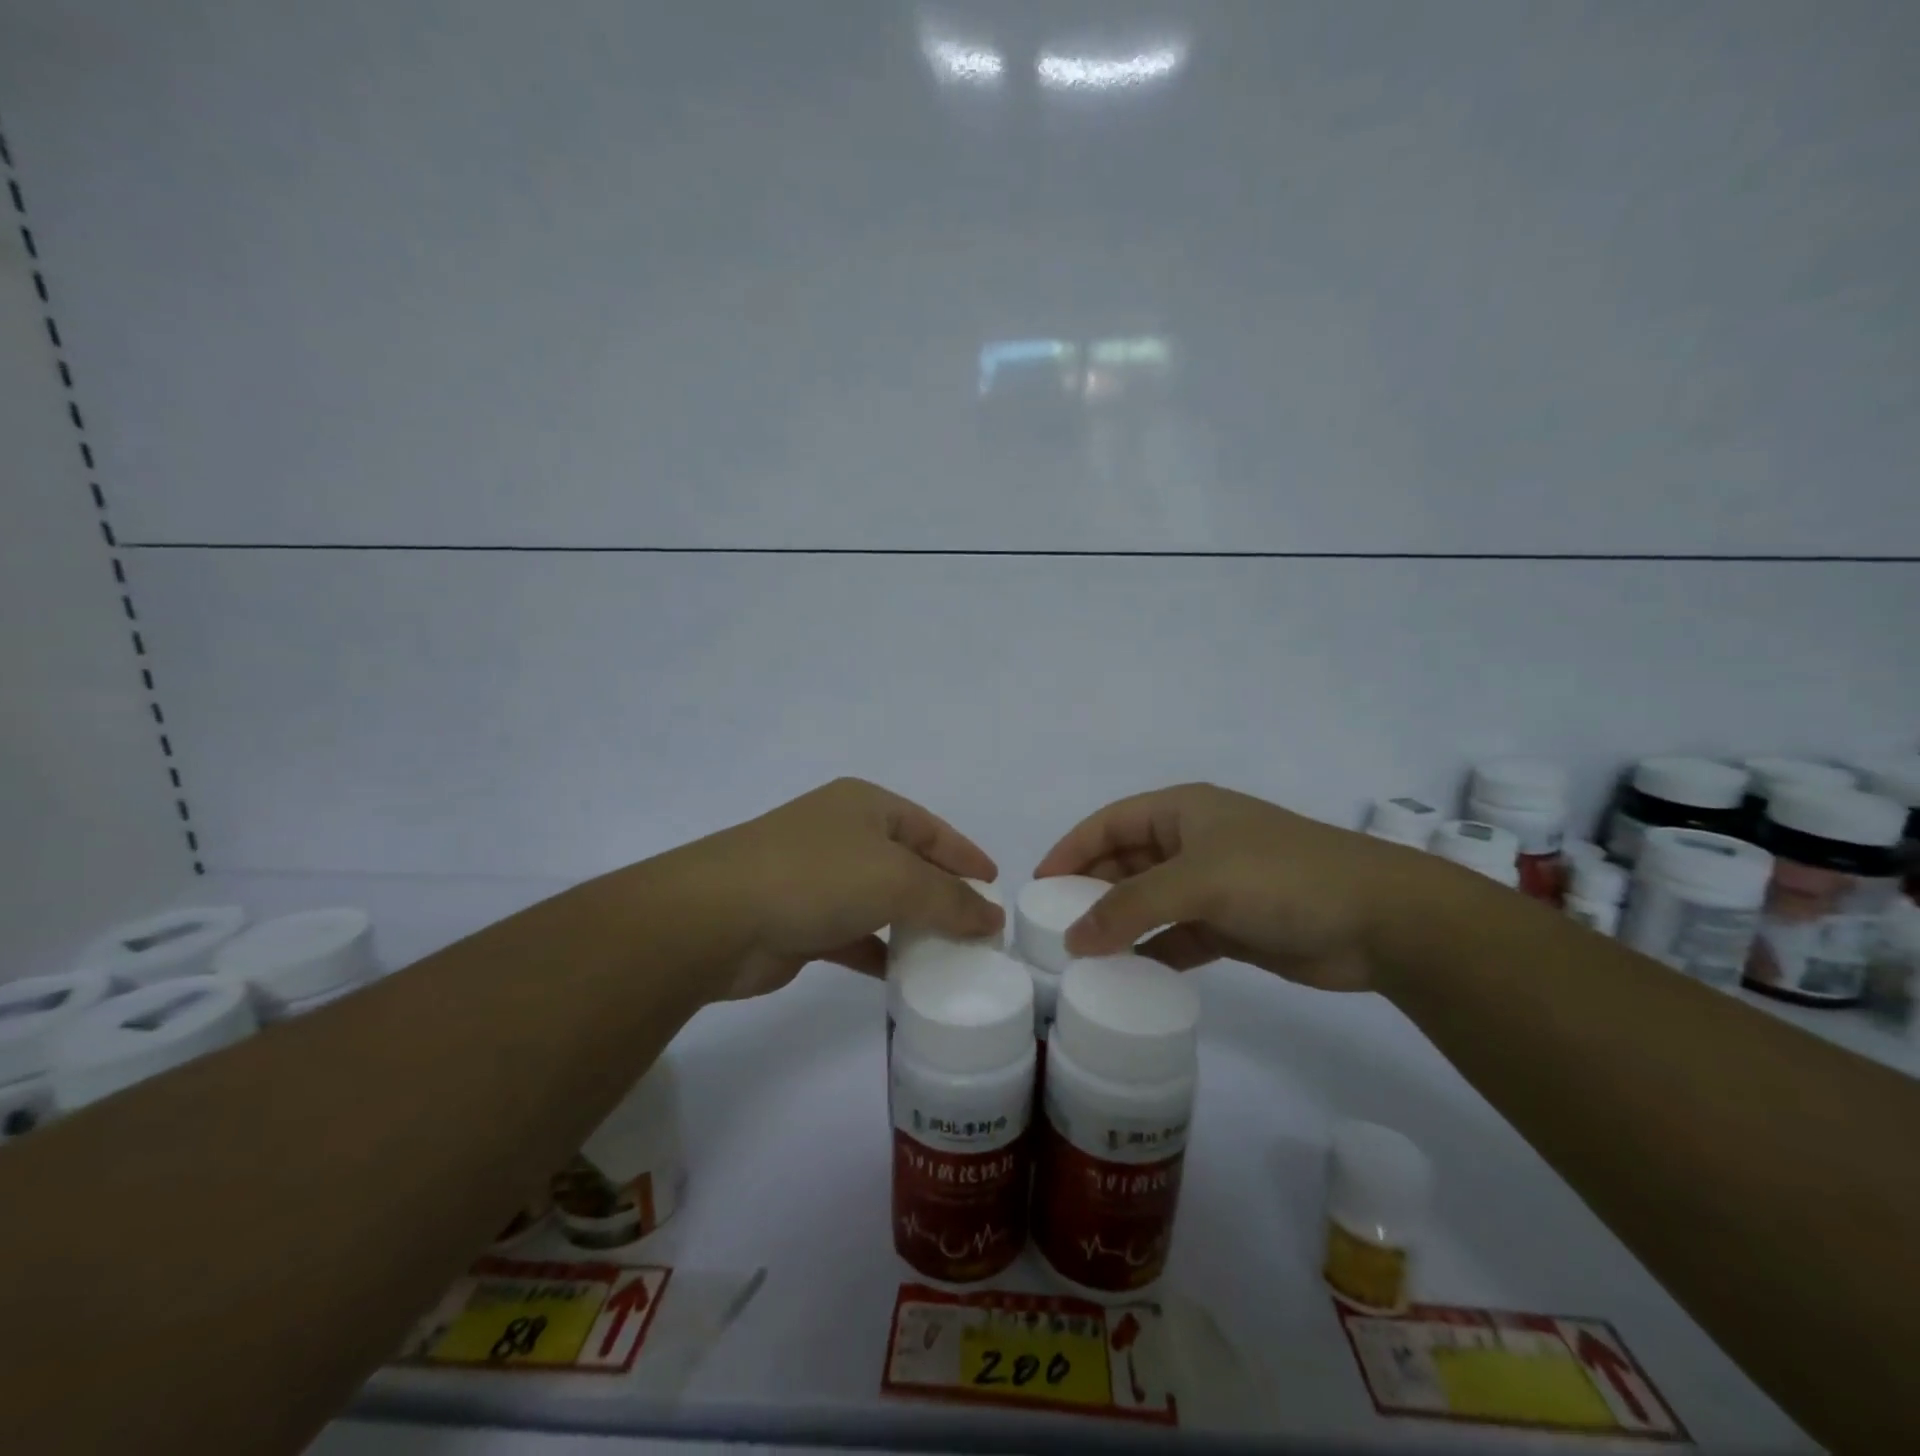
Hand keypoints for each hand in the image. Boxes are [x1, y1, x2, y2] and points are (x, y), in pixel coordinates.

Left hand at [675, 777, 1003, 1000]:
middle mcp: (842, 834)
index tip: (996, 884)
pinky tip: (902, 976)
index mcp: (865, 806)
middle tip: (979, 926)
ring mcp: (817, 877)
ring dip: (912, 926)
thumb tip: (992, 917)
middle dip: (942, 894)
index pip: (931, 828)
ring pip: (880, 901)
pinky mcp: (800, 921)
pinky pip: (854, 935)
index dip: (965, 854)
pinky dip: (878, 952)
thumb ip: (949, 900)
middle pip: (907, 863)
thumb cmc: (816, 877)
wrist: (715, 918)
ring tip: (952, 954)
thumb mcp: (896, 880)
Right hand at [1034, 783, 1443, 991]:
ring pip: (1148, 902)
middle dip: (1090, 891)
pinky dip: (1152, 952)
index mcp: (1182, 811)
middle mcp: (1192, 842)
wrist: (1379, 920)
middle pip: (1124, 862)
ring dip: (1118, 925)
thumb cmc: (1279, 877)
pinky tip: (1129, 976)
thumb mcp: (1196, 882)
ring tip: (1081, 956)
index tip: (1038, 886)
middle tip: (1053, 927)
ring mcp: (1212, 885)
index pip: (1109, 823)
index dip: (1071, 849)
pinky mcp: (1230, 926)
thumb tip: (1072, 939)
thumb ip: (1129, 908)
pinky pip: (1176, 937)